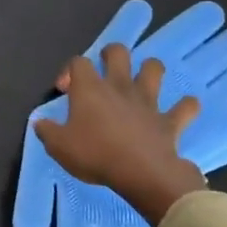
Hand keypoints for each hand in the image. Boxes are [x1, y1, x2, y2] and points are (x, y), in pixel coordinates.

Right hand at [35, 44, 206, 226]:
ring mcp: (148, 102)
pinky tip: (182, 110)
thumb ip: (47, 131)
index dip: (69, 71)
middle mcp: (119, 87)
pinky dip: (185, 106)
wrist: (141, 174)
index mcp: (90, 89)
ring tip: (143, 81)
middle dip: (111, 54)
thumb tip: (40, 123)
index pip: (78, 62)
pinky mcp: (170, 121)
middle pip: (118, 52)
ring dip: (150, 71)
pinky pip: (185, 107)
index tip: (65, 91)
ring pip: (154, 69)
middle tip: (105, 70)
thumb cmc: (95, 155)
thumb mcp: (58, 147)